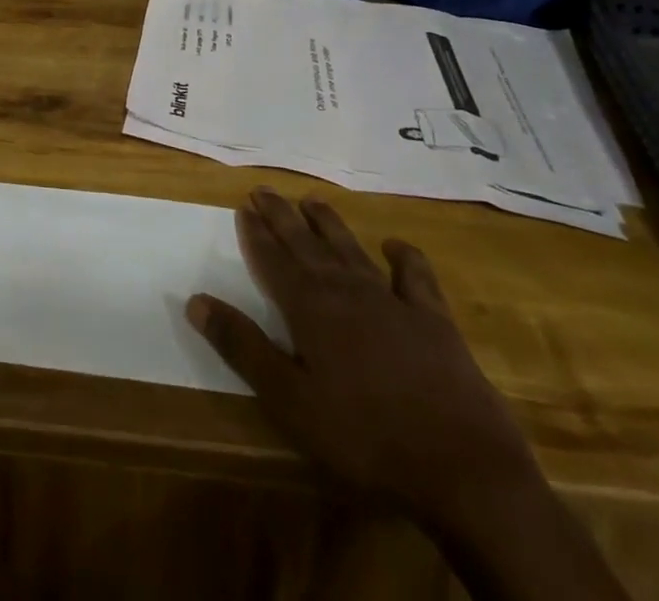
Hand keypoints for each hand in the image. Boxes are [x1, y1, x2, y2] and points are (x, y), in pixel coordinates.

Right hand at [188, 188, 539, 532]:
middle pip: (306, 244)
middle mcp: (346, 291)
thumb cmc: (365, 438)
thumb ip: (243, 348)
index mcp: (309, 308)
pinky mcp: (433, 320)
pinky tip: (395, 246)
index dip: (255, 234)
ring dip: (329, 224)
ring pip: (350, 249)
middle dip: (282, 216)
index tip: (242, 207)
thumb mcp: (290, 401)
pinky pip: (415, 276)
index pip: (272, 260)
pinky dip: (404, 257)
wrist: (463, 468)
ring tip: (312, 200)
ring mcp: (392, 301)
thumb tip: (195, 300)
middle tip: (264, 190)